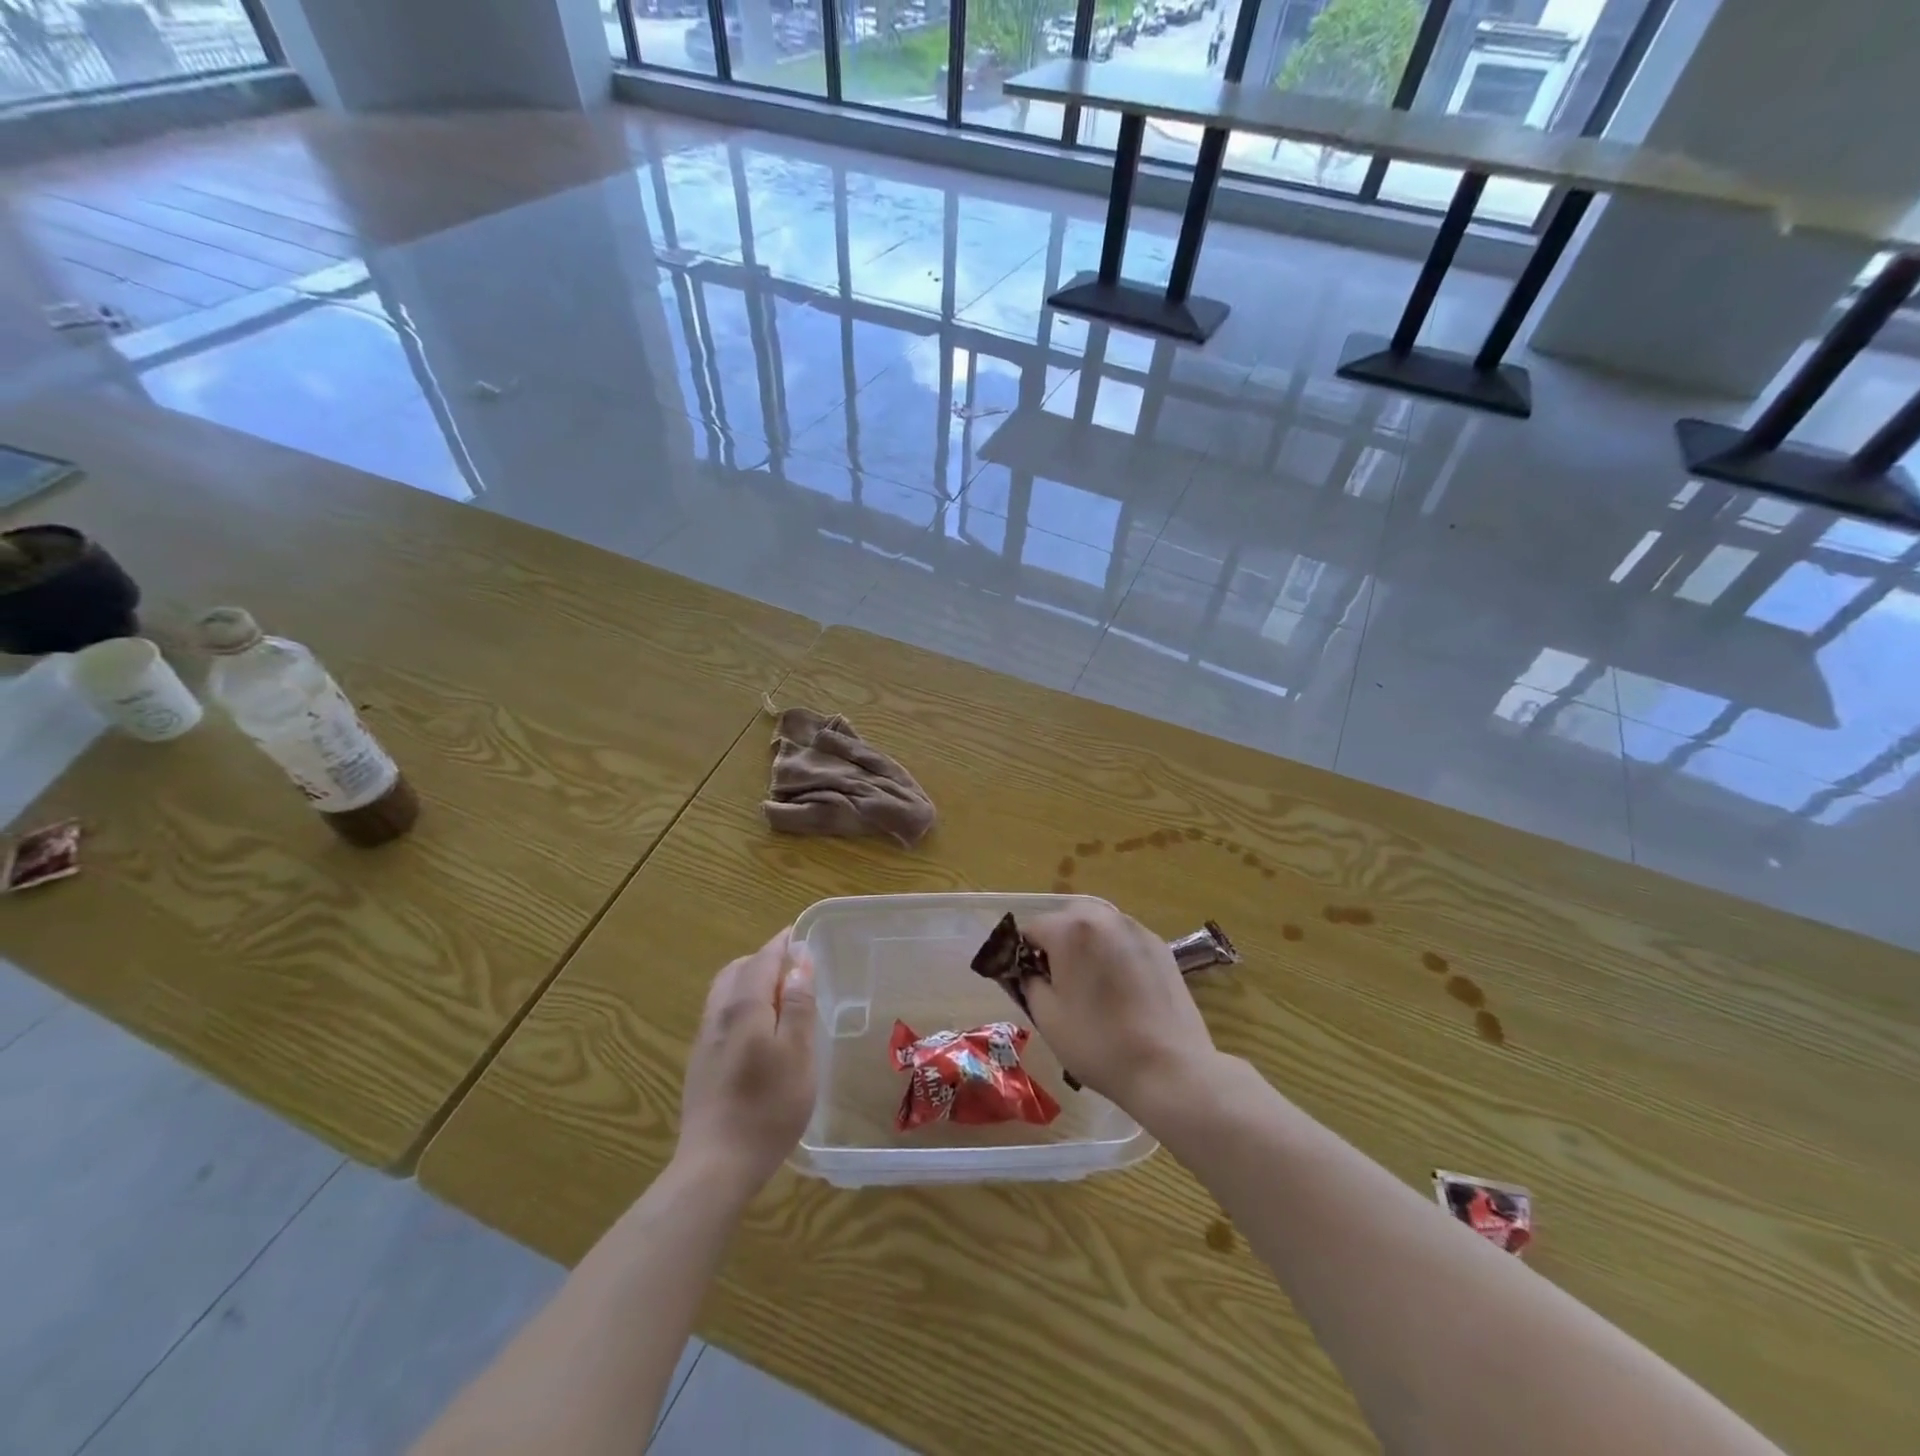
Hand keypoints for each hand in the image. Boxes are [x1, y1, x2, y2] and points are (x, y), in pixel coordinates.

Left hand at [675, 927, 816, 1198]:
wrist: (716, 1166)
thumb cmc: (768, 1107)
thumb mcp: (798, 1053)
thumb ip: (798, 1004)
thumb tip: (799, 961)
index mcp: (743, 1006)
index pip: (762, 959)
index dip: (783, 944)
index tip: (801, 935)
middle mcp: (718, 1015)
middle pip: (737, 970)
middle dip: (764, 960)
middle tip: (793, 967)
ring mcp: (704, 1041)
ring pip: (724, 993)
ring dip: (749, 982)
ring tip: (778, 996)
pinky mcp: (700, 1064)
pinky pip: (720, 1016)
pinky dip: (740, 1005)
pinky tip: (757, 1031)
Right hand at [1020, 902, 1217, 1116]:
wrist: (1169, 1068)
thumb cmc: (1099, 1043)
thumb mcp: (1047, 1017)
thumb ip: (1029, 982)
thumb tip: (1029, 971)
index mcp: (1070, 930)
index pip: (1032, 928)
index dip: (1024, 955)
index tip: (1029, 982)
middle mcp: (1103, 918)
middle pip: (1067, 918)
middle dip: (1057, 942)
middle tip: (1060, 981)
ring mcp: (1136, 929)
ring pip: (1098, 925)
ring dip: (1086, 944)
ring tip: (1092, 983)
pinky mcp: (1160, 946)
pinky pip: (1124, 939)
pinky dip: (1114, 952)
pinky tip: (1121, 988)